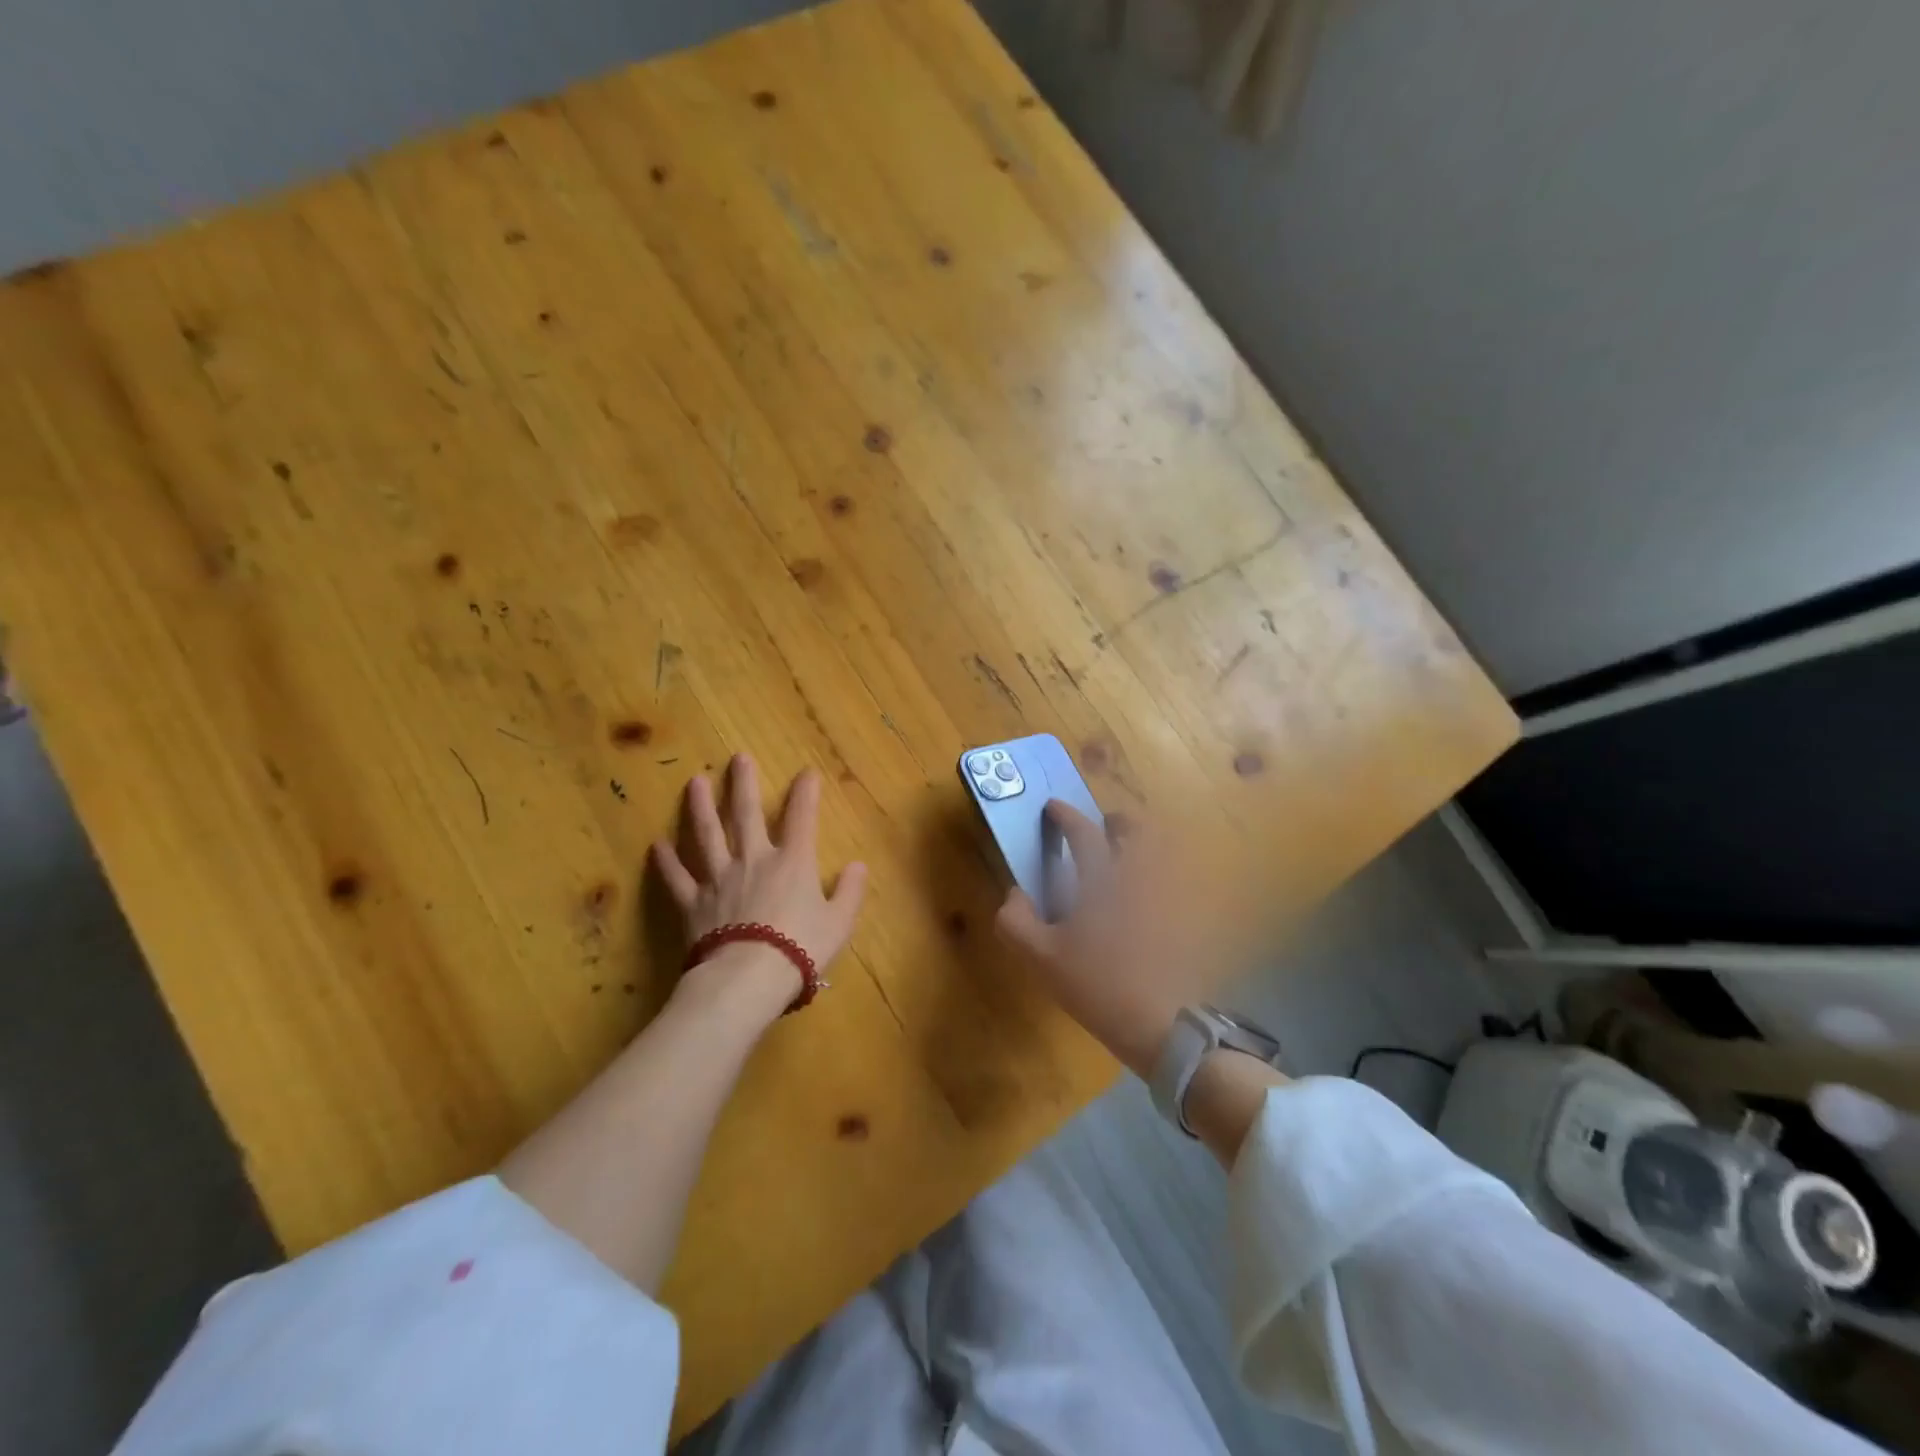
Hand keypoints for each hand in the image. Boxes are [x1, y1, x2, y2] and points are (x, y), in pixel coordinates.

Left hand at [652, 754, 867, 1016]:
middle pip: (747, 814)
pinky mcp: (692, 903)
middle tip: (737, 758)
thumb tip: (858, 865)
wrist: (749, 978)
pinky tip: (656, 845)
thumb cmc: (801, 949)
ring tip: (695, 782)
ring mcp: (718, 878)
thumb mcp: (839, 922)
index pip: (801, 818)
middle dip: (744, 784)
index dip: (805, 793)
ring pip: (707, 835)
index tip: (807, 772)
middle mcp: (753, 860)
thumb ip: (850, 892)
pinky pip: (676, 878)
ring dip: (701, 808)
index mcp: (793, 862)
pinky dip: (666, 862)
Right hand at [995, 804, 1208, 1078]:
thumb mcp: (1042, 958)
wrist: (1162, 1024)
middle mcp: (1139, 876)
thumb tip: (1015, 894)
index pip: (1083, 832)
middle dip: (1116, 822)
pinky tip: (1144, 898)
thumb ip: (1017, 921)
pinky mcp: (1186, 917)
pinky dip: (1158, 876)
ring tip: (1122, 860)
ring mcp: (1168, 895)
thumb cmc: (1097, 985)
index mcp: (1102, 879)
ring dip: (1140, 844)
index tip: (1053, 808)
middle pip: (1136, 829)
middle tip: (1100, 829)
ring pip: (1160, 851)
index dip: (1065, 816)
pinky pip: (1174, 881)